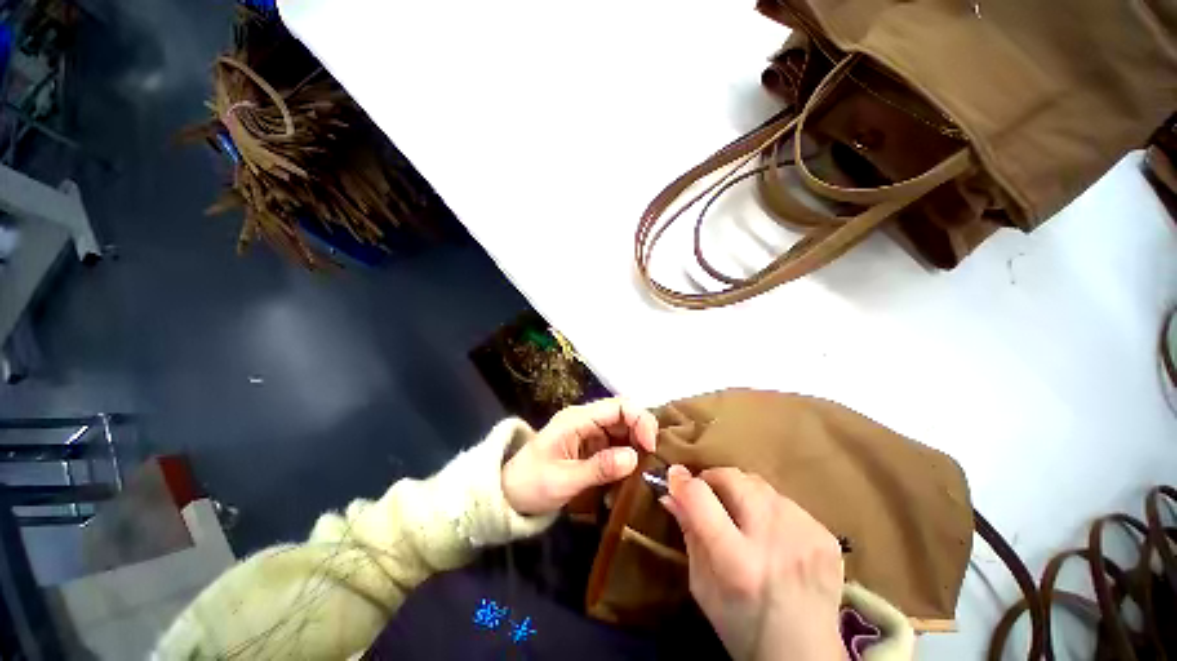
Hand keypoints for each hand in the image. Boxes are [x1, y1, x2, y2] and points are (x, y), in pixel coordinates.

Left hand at [502, 398, 657, 515]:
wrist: (507, 497)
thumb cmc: (531, 485)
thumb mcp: (564, 480)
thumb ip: (599, 468)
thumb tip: (634, 457)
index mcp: (577, 420)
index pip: (620, 406)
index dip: (641, 421)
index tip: (650, 448)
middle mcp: (586, 423)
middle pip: (626, 419)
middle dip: (643, 438)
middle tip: (651, 465)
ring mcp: (589, 438)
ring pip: (625, 435)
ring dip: (637, 452)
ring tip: (644, 475)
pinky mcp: (591, 453)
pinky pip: (618, 451)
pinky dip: (628, 463)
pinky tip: (630, 480)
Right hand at [662, 466, 843, 660]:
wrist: (801, 647)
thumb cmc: (742, 628)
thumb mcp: (705, 592)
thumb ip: (692, 542)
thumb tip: (673, 500)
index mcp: (736, 562)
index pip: (701, 501)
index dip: (682, 483)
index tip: (674, 477)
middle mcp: (774, 539)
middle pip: (739, 482)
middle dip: (716, 478)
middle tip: (706, 490)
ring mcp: (807, 533)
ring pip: (768, 490)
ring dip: (748, 496)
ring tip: (743, 519)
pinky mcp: (827, 534)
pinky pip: (794, 509)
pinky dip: (776, 515)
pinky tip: (776, 540)